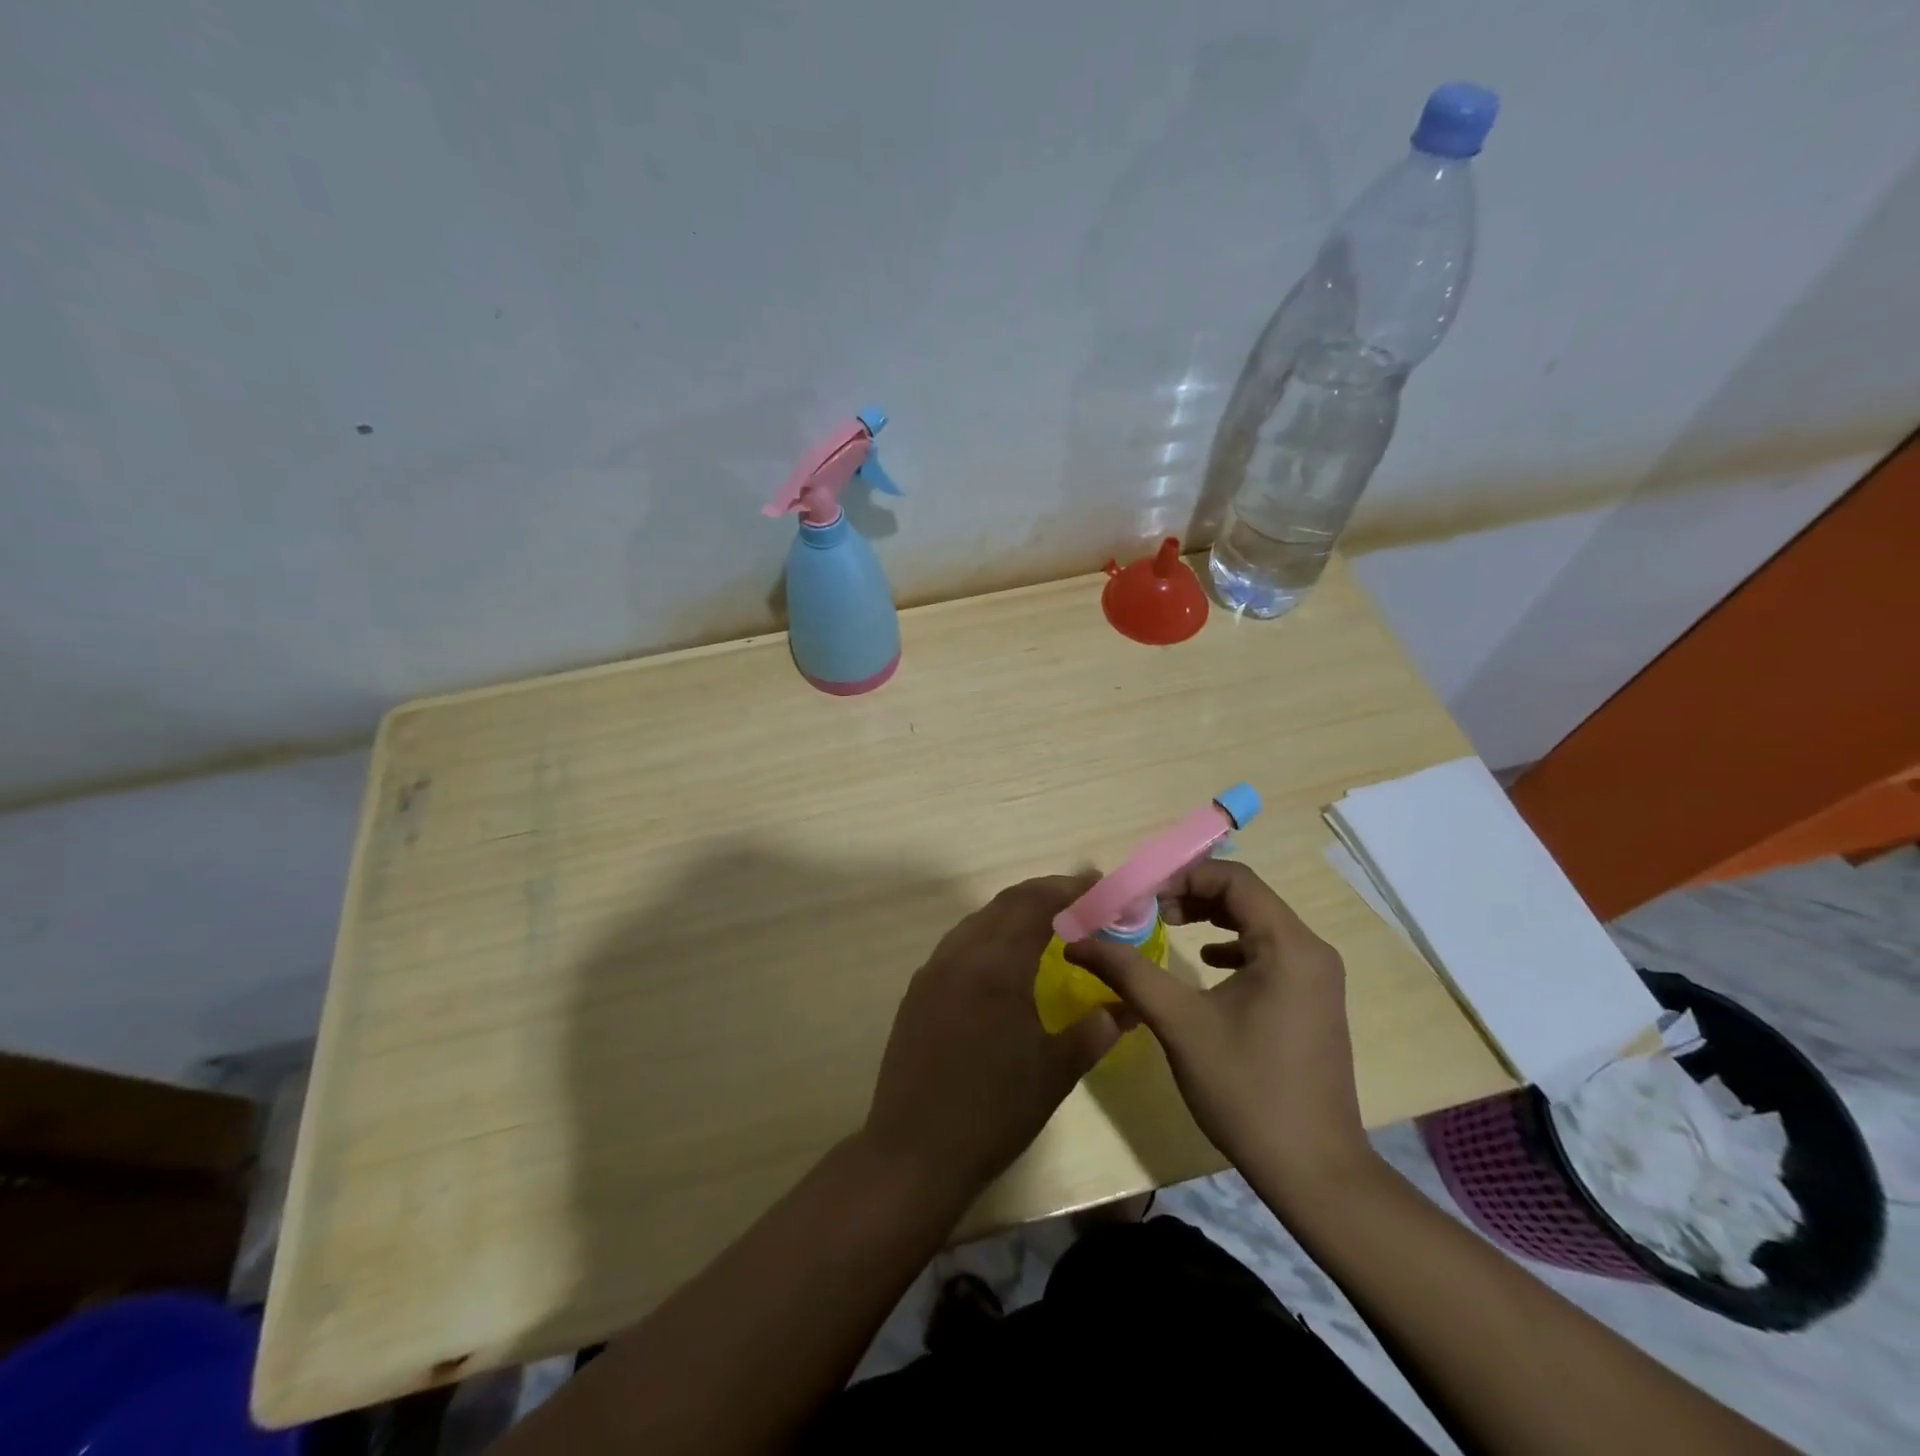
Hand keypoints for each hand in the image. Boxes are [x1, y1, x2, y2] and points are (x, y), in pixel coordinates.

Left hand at [863, 875, 1120, 1196]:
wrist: (914, 1152)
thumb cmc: (993, 1112)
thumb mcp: (1055, 1073)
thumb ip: (1093, 1032)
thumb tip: (1123, 1007)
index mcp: (996, 966)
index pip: (1034, 905)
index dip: (1067, 889)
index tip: (1097, 884)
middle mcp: (960, 955)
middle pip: (1004, 904)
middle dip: (1044, 895)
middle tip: (1079, 899)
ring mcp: (933, 972)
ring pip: (978, 921)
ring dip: (1013, 913)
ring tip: (1047, 924)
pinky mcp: (918, 992)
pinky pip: (959, 945)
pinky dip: (989, 936)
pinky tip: (1004, 961)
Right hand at [1065, 860, 1374, 1208]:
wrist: (1314, 1172)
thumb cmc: (1246, 1089)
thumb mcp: (1179, 1023)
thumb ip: (1128, 972)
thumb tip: (1077, 942)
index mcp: (1288, 945)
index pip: (1235, 878)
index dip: (1183, 876)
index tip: (1142, 896)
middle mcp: (1311, 950)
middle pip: (1247, 896)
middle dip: (1193, 894)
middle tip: (1149, 911)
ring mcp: (1317, 978)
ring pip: (1258, 923)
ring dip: (1211, 917)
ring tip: (1169, 927)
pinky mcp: (1312, 1002)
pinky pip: (1269, 952)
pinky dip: (1232, 946)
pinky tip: (1206, 965)